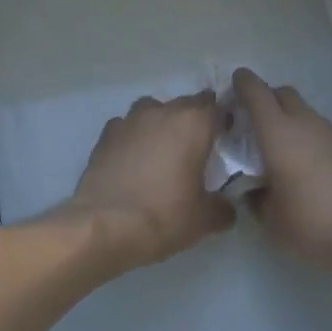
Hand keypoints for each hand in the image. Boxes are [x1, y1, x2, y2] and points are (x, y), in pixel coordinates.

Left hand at [63, 92, 235, 268]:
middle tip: (198, 146)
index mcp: (193, 124)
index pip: (217, 107)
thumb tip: (226, 208)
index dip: (224, 119)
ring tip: (163, 148)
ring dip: (160, 122)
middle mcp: (162, 112)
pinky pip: (126, 127)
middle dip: (194, 120)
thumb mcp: (204, 219)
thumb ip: (222, 208)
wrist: (105, 226)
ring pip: (152, 109)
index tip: (226, 136)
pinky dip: (133, 136)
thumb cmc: (164, 216)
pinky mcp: (105, 136)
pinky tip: (133, 158)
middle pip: (185, 104)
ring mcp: (129, 121)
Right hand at [233, 68, 331, 278]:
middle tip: (258, 122)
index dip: (244, 83)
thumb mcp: (271, 219)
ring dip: (296, 126)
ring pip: (310, 117)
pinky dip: (319, 144)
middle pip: (285, 95)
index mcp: (278, 134)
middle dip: (269, 100)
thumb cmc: (312, 224)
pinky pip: (330, 137)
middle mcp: (309, 124)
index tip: (236, 82)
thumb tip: (254, 190)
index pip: (257, 93)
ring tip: (291, 156)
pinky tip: (321, 174)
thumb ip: (256, 198)